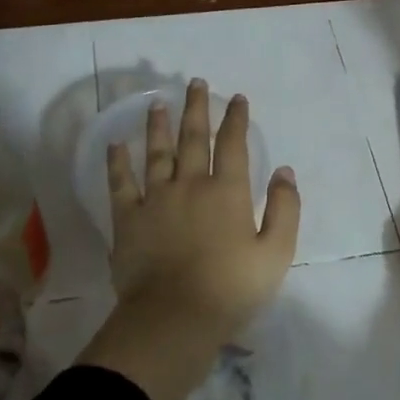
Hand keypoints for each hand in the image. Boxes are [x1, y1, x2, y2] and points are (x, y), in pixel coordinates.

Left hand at [80, 79, 300, 399]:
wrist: (174, 317)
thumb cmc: (231, 289)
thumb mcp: (276, 253)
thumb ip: (285, 209)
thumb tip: (284, 171)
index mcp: (227, 192)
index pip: (233, 145)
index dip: (236, 119)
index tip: (237, 98)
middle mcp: (190, 185)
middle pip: (194, 138)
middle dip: (197, 108)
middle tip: (196, 83)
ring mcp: (155, 199)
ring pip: (157, 153)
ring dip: (159, 126)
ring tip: (158, 104)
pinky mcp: (127, 218)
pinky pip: (120, 183)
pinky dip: (117, 162)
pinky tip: (115, 144)